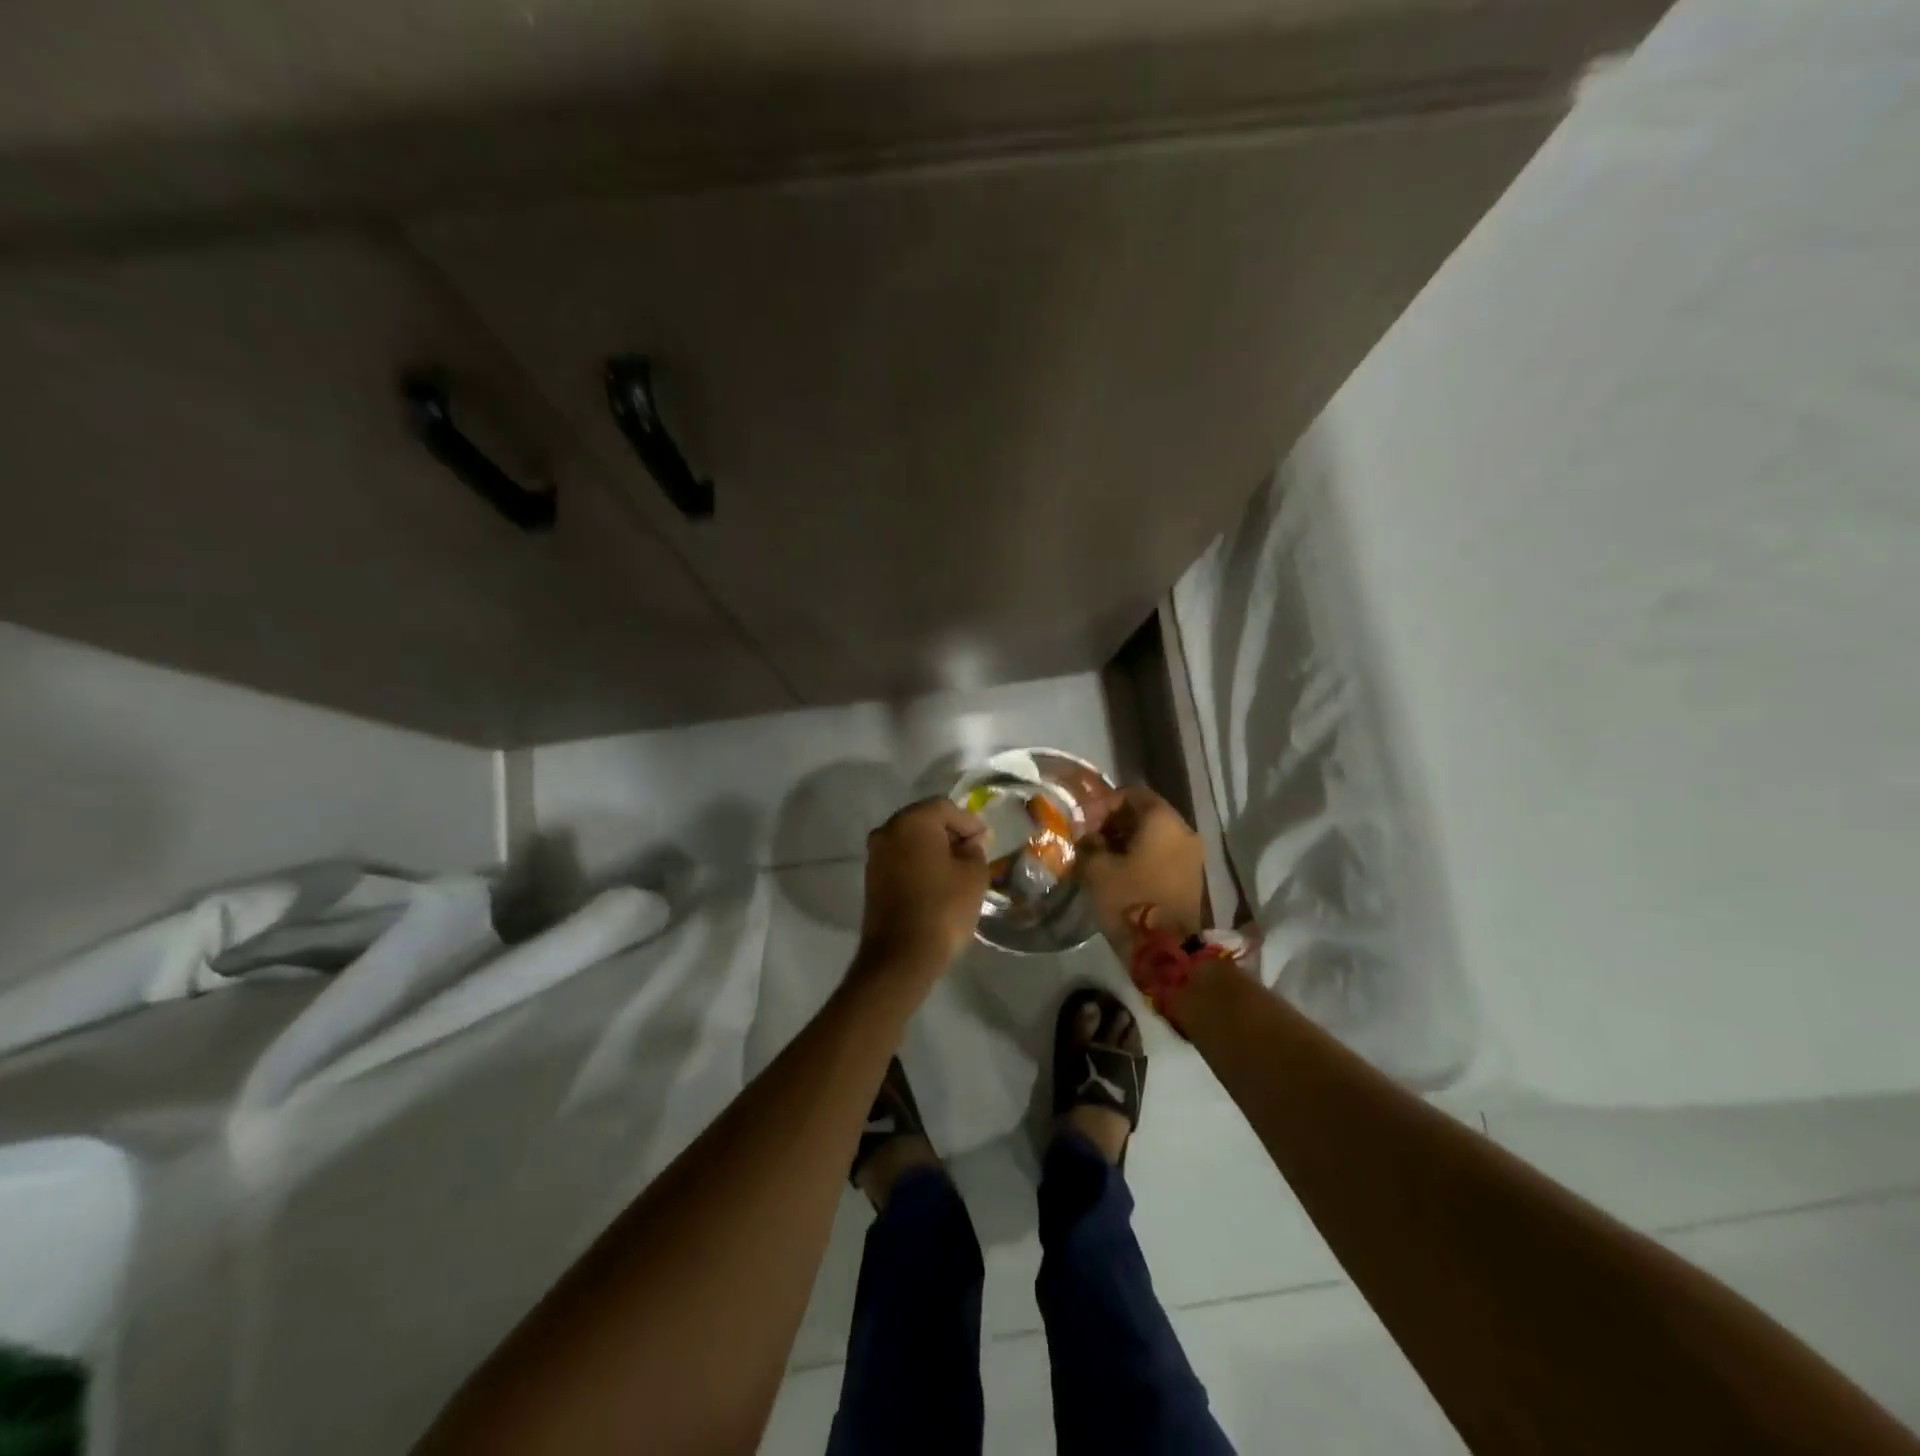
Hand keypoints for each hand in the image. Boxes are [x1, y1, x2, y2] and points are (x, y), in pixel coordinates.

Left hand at [855, 798, 989, 979]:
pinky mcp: (871, 877)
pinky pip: (900, 858)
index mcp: (913, 821)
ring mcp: (875, 854)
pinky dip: (918, 862)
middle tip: (973, 850)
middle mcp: (888, 830)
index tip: (986, 840)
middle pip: (924, 819)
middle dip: (950, 832)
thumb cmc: (943, 908)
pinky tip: (936, 880)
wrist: (901, 956)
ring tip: (957, 868)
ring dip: (933, 848)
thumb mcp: (973, 876)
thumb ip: (975, 850)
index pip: (946, 808)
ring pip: (910, 839)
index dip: (969, 822)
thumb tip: (968, 843)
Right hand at [1076, 785, 1204, 949]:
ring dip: (1126, 840)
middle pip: (1145, 813)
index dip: (1103, 803)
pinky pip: (1162, 854)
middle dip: (1113, 822)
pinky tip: (1118, 872)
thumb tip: (1087, 836)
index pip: (1131, 793)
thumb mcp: (1097, 869)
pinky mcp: (1190, 877)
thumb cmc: (1130, 899)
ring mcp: (1191, 856)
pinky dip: (1140, 856)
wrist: (1167, 951)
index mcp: (1163, 820)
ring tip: (1100, 857)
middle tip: (1088, 839)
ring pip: (1154, 835)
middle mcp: (1183, 831)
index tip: (1083, 822)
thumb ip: (1088, 843)